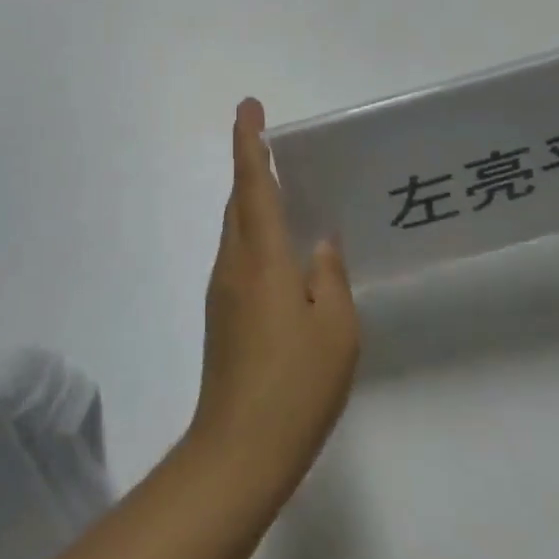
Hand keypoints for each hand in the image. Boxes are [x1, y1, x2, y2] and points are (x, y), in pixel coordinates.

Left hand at [187, 98, 359, 504]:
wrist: (239, 451)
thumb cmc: (295, 384)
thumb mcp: (336, 328)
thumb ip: (330, 276)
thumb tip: (320, 242)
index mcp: (262, 257)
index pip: (252, 184)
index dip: (248, 142)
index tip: (248, 107)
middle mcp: (234, 264)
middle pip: (238, 201)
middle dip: (250, 166)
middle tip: (271, 143)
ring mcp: (223, 291)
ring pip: (236, 229)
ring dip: (252, 200)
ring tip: (282, 189)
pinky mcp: (222, 316)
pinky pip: (239, 255)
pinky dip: (255, 234)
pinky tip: (280, 251)